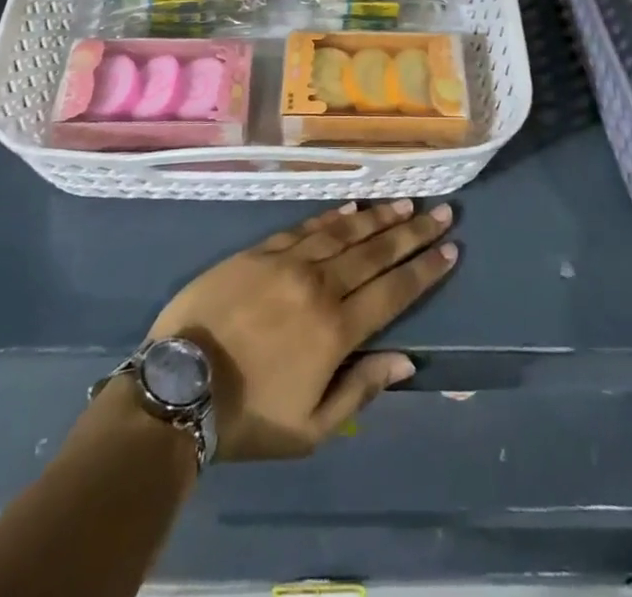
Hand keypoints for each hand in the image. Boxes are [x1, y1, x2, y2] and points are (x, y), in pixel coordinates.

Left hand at [147, 200, 457, 461]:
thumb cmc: (249, 415)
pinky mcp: (260, 250)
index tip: (451, 249)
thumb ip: (361, 388)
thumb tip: (406, 361)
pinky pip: (305, 226)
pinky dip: (332, 216)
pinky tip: (352, 208)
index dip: (425, 270)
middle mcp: (320, 285)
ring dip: (379, 217)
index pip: (394, 291)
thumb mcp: (311, 426)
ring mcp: (288, 262)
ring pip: (344, 232)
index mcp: (336, 329)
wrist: (180, 385)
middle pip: (376, 253)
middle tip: (443, 213)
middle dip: (413, 233)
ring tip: (406, 204)